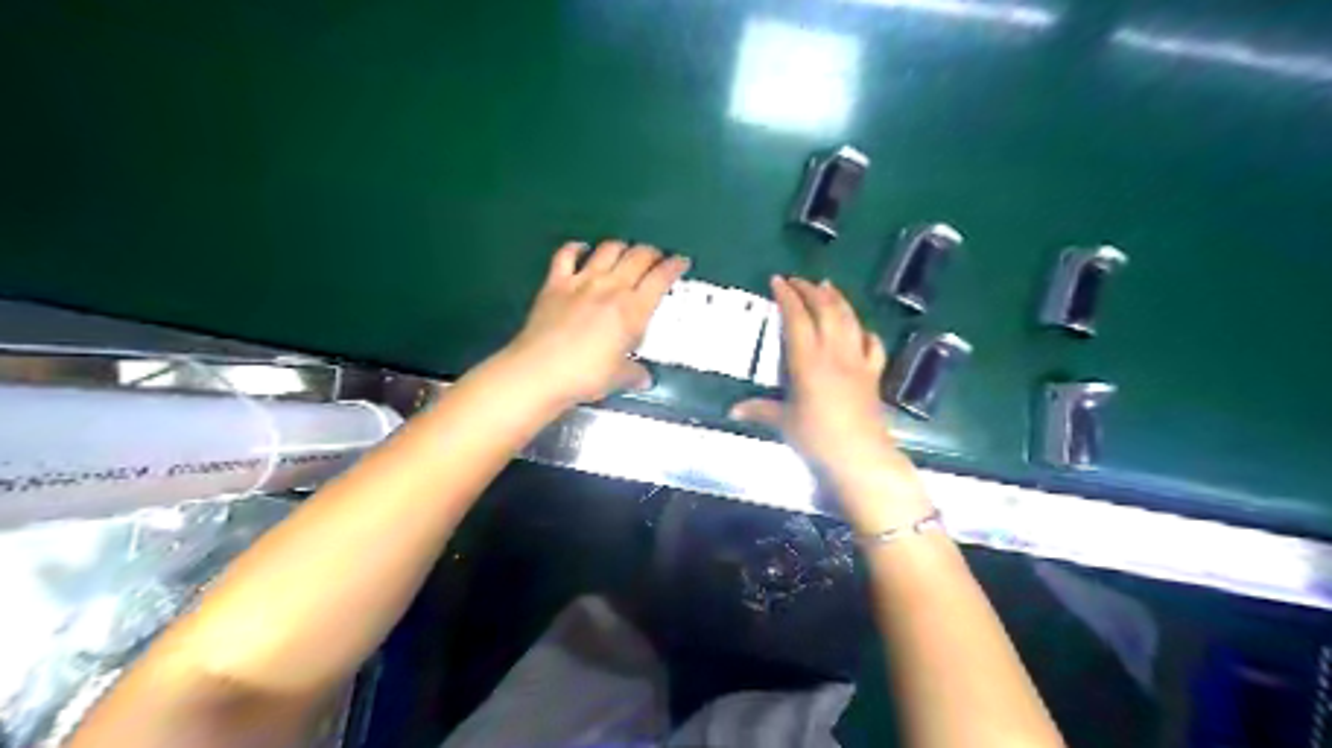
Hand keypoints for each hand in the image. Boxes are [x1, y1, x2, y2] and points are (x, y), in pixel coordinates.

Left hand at [501, 240, 686, 406]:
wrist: (540, 371)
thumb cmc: (586, 375)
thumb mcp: (618, 377)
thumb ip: (635, 374)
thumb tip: (645, 379)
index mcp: (633, 310)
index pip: (660, 278)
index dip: (674, 266)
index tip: (681, 262)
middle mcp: (611, 288)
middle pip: (638, 256)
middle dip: (652, 253)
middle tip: (656, 258)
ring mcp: (582, 281)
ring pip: (608, 249)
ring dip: (621, 247)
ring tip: (626, 253)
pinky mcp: (556, 283)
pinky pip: (567, 254)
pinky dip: (577, 248)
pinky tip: (582, 249)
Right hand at [728, 276, 929, 532]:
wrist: (861, 457)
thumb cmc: (817, 439)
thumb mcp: (784, 423)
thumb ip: (760, 410)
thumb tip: (733, 411)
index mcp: (807, 362)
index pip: (797, 319)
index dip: (787, 297)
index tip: (777, 281)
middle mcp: (834, 354)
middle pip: (826, 311)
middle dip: (811, 290)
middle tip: (798, 280)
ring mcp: (858, 362)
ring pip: (850, 320)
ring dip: (838, 299)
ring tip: (827, 286)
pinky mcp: (874, 375)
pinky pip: (873, 345)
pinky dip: (864, 330)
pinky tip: (859, 328)